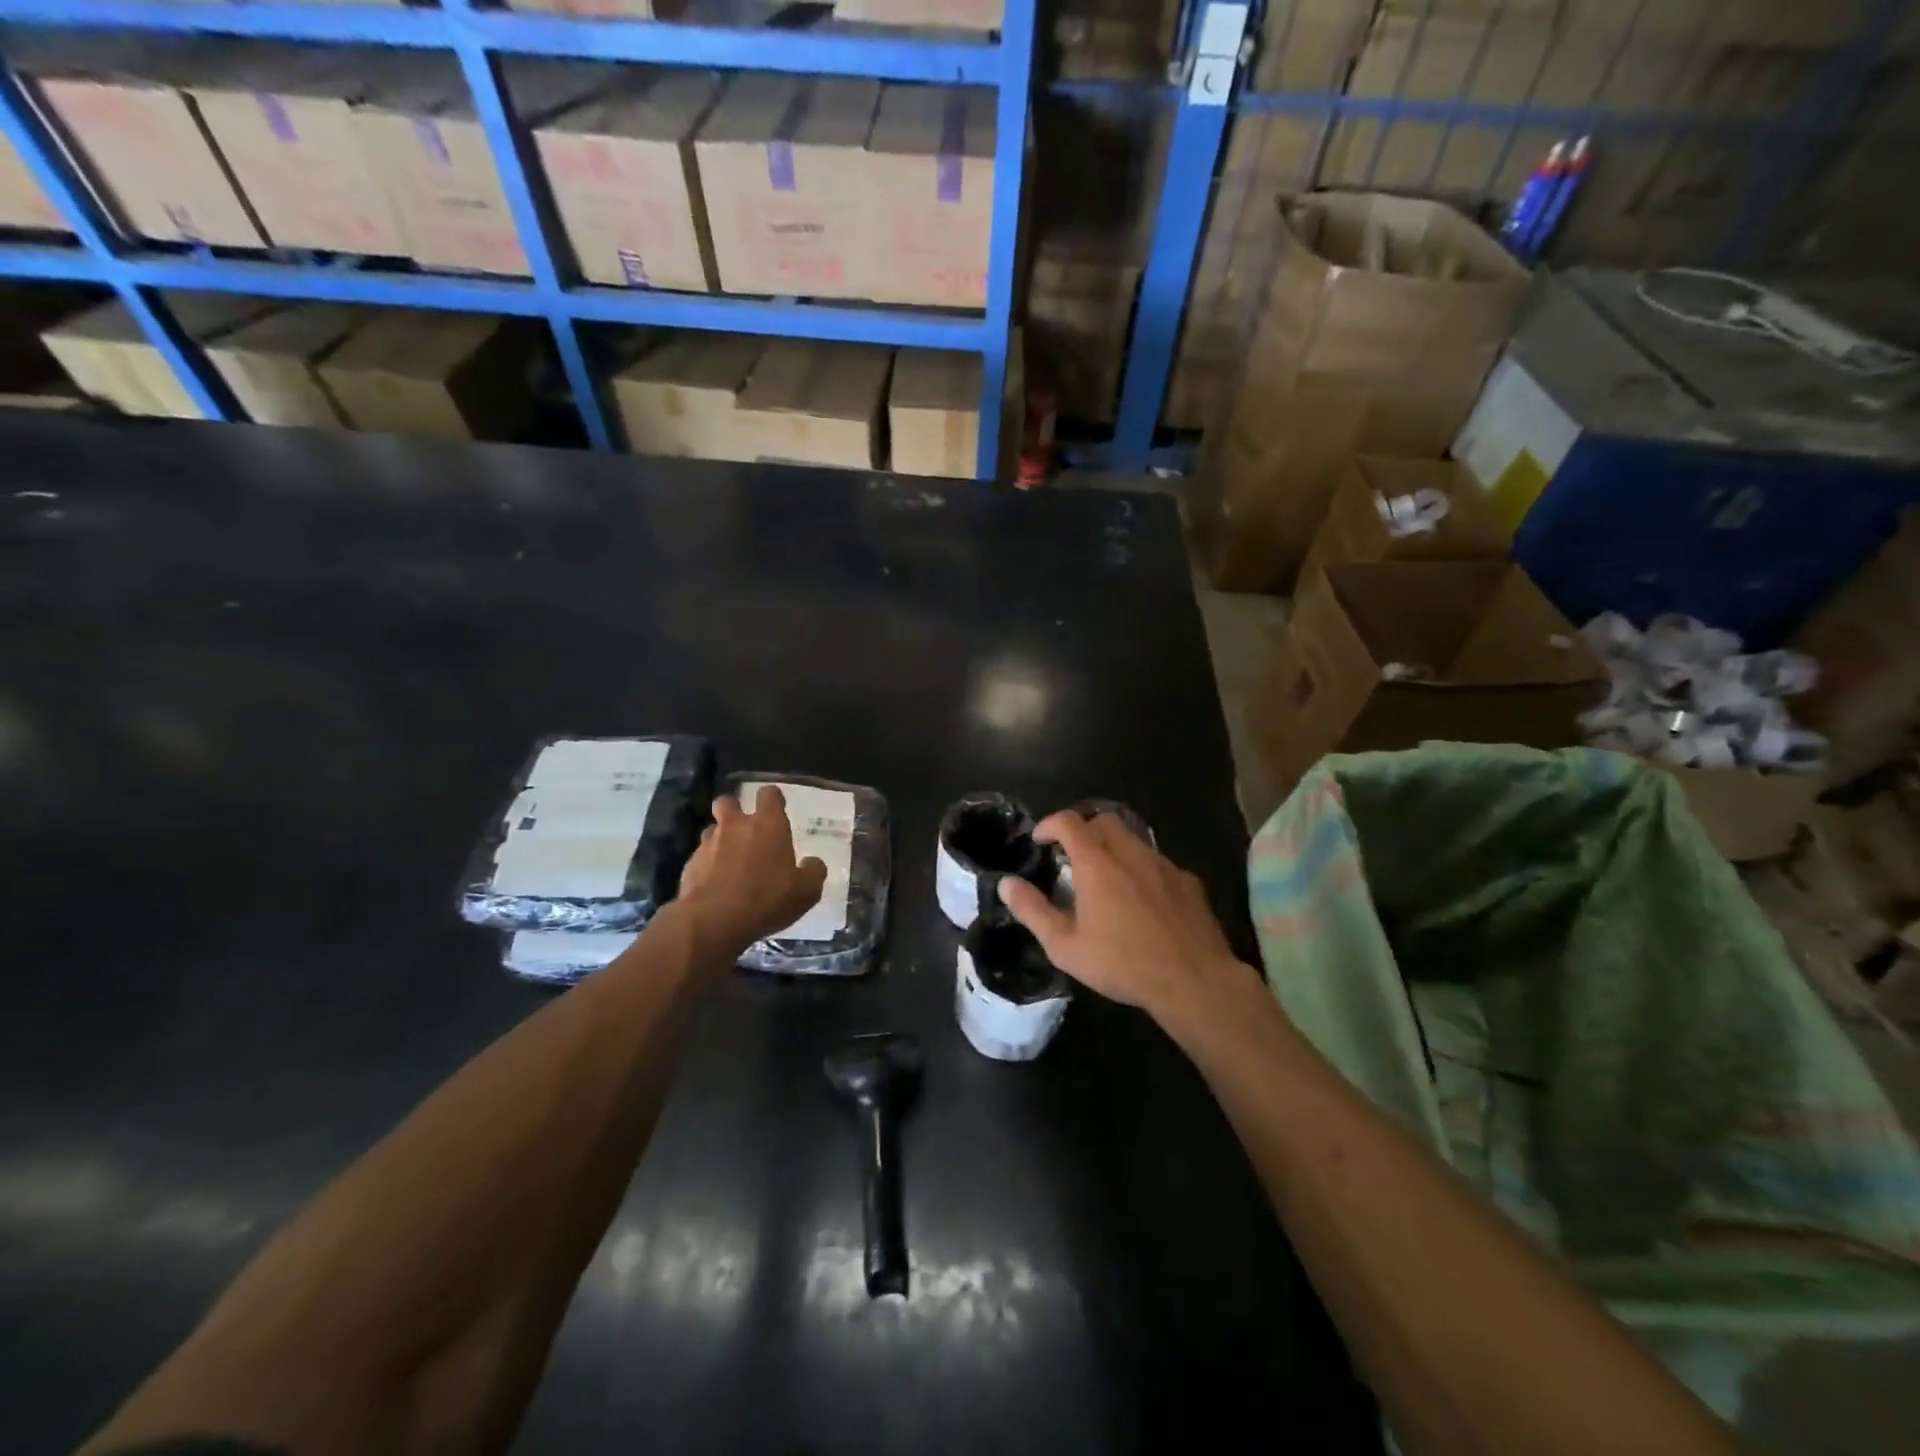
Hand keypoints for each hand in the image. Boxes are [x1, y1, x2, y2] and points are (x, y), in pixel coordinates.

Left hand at [677, 786, 827, 953]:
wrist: (713, 921)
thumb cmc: (767, 899)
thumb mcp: (806, 891)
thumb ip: (813, 872)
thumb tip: (812, 863)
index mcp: (768, 825)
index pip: (769, 794)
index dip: (773, 799)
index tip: (776, 809)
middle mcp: (736, 826)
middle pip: (728, 801)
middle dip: (734, 809)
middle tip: (744, 828)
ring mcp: (708, 844)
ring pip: (712, 830)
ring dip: (720, 839)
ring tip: (730, 861)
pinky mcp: (690, 865)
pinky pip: (700, 858)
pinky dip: (707, 866)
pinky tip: (715, 886)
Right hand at [998, 811, 1241, 1022]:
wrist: (1193, 981)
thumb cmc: (1122, 964)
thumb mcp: (1065, 946)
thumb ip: (1033, 911)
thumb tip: (1006, 883)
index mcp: (1097, 864)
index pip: (1069, 822)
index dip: (1050, 824)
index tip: (1041, 839)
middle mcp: (1131, 854)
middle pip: (1104, 821)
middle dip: (1085, 829)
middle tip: (1073, 855)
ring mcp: (1164, 865)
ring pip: (1135, 839)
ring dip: (1115, 847)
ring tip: (1107, 877)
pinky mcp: (1189, 882)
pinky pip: (1159, 863)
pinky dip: (1143, 869)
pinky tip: (1143, 899)